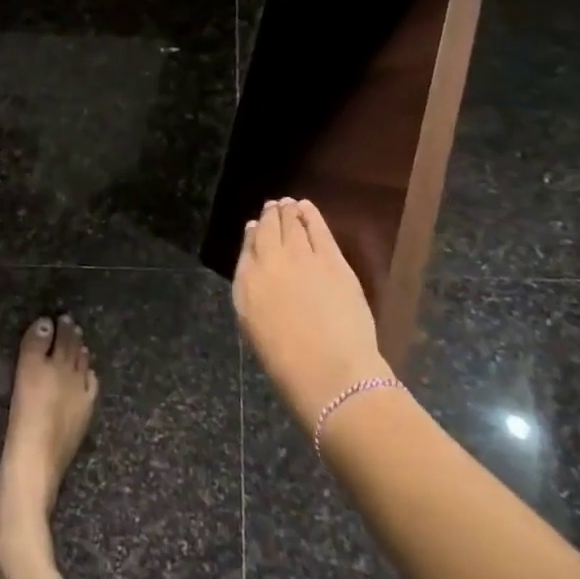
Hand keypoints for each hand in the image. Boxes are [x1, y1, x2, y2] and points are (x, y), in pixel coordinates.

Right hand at [233, 197, 387, 431]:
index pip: (248, 246)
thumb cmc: (286, 360)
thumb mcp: (251, 322)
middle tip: (273, 207)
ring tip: (288, 204)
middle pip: (269, 228)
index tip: (256, 226)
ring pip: (292, 223)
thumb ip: (249, 282)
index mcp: (247, 280)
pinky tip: (306, 207)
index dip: (253, 233)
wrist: (329, 373)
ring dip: (289, 211)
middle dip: (270, 216)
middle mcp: (270, 260)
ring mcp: (302, 256)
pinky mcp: (332, 259)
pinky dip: (311, 214)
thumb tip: (252, 253)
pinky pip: (318, 227)